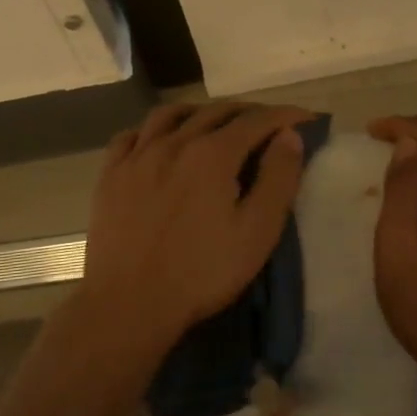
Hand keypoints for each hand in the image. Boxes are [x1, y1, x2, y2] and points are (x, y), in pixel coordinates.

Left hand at [76, 102, 313, 370]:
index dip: (285, 116)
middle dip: (248, 112)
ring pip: (171, 114)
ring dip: (200, 112)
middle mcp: (174, 142)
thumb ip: (278, 178)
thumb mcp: (257, 231)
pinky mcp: (110, 175)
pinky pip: (132, 135)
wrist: (129, 303)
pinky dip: (153, 130)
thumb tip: (289, 135)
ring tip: (215, 122)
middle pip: (216, 111)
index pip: (256, 121)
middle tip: (268, 124)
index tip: (306, 119)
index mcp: (213, 154)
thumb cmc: (202, 272)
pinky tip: (160, 141)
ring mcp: (137, 156)